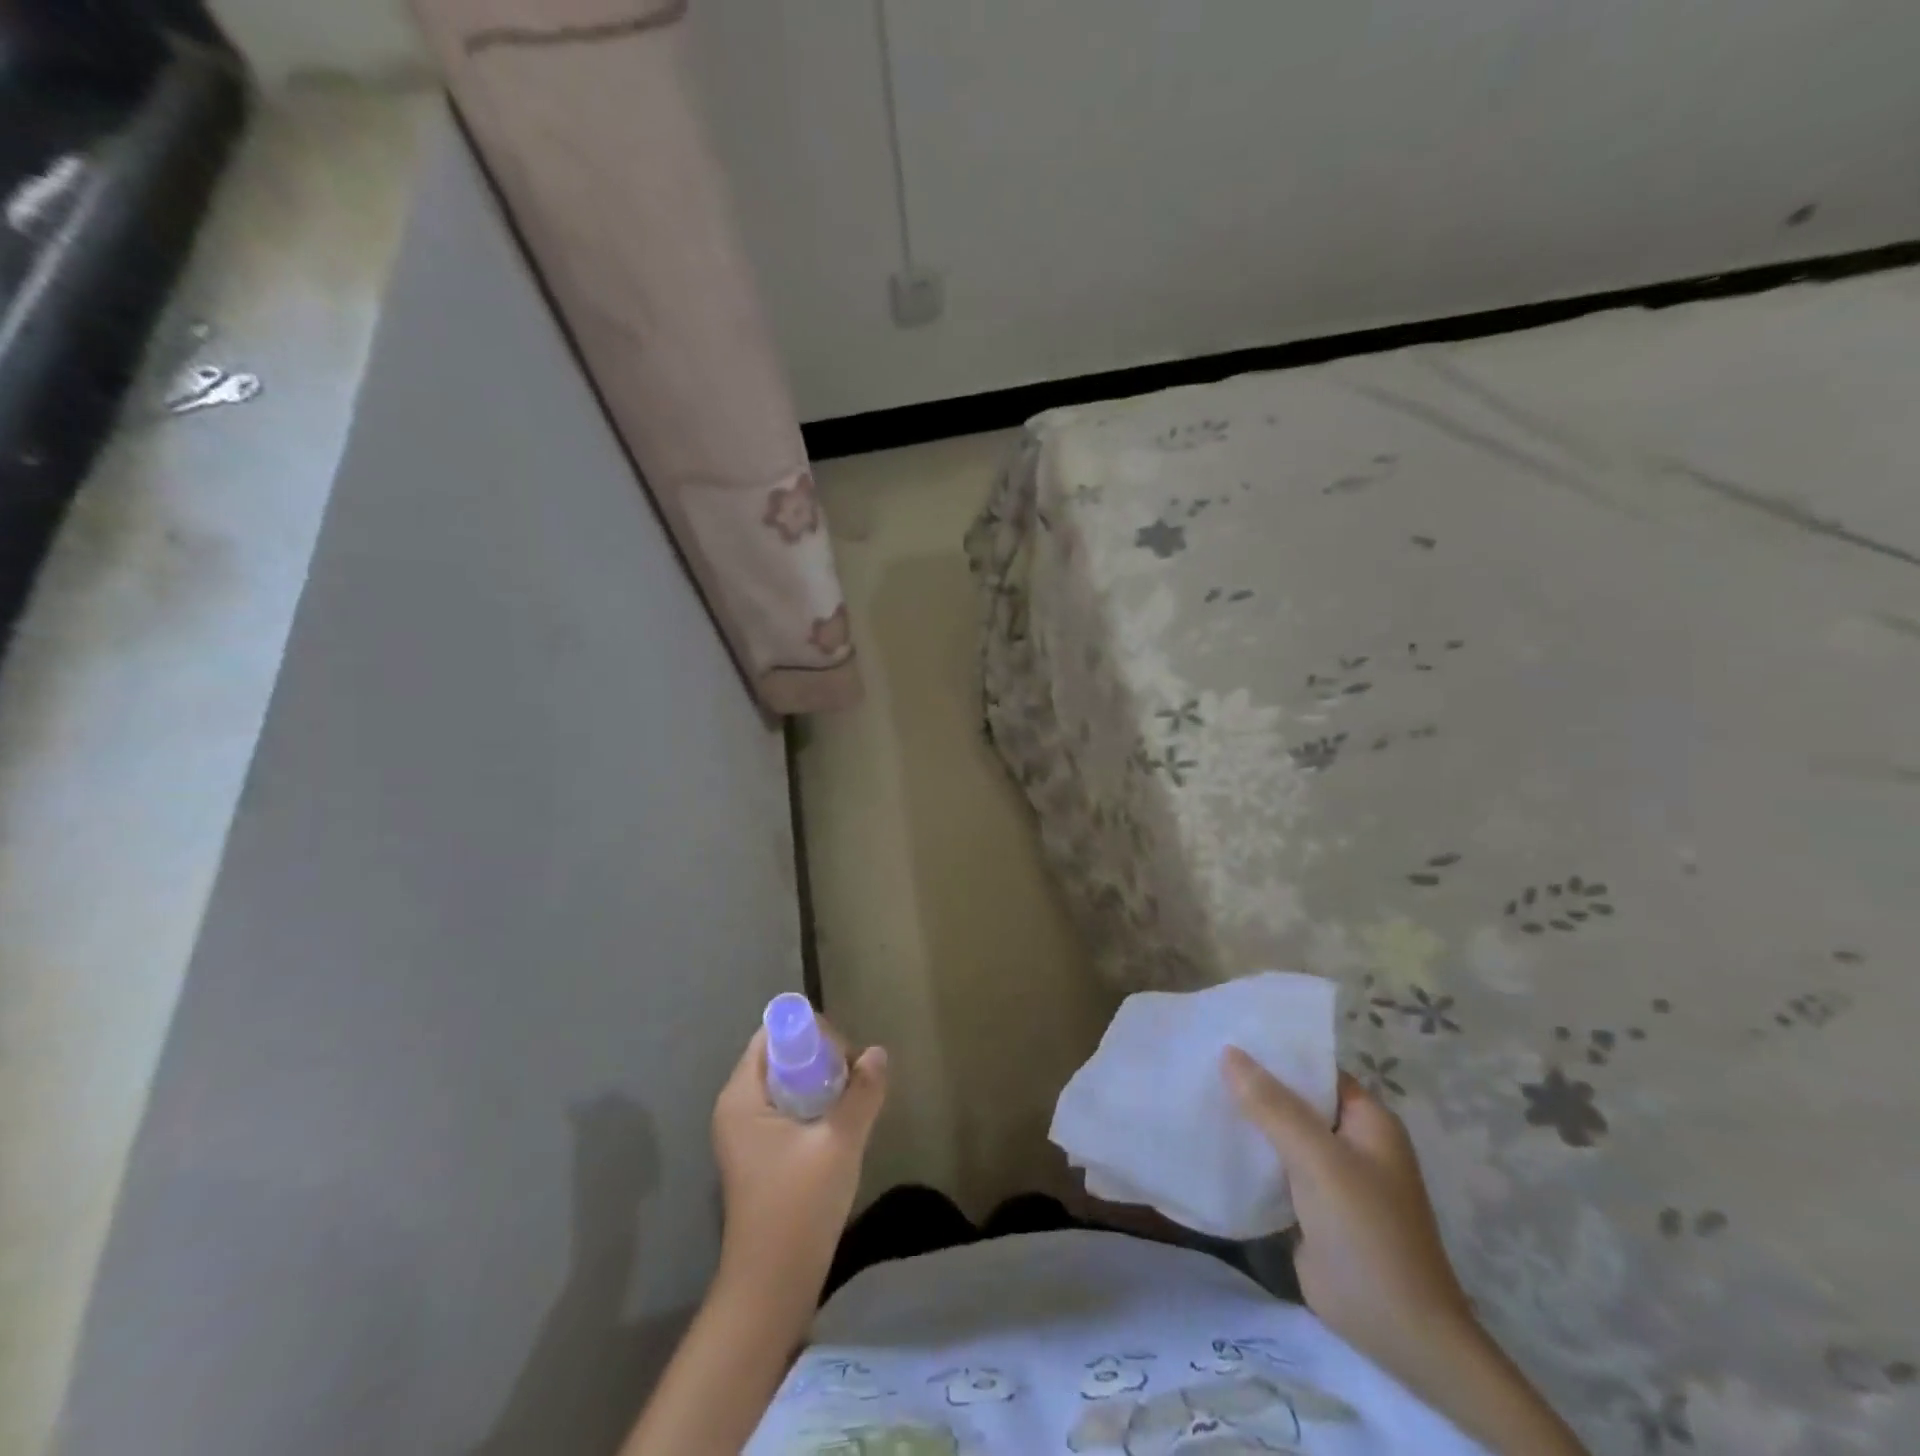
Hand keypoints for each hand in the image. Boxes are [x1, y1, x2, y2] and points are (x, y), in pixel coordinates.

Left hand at [713, 1024, 888, 1296]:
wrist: (772, 1287)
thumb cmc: (799, 1207)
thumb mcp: (840, 1142)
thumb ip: (862, 1092)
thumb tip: (878, 1053)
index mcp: (742, 1096)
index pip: (774, 1034)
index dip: (812, 1035)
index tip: (846, 1059)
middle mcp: (737, 1106)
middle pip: (782, 1055)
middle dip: (822, 1059)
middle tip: (855, 1083)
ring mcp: (746, 1132)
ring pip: (789, 1082)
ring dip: (823, 1085)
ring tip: (853, 1105)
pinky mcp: (760, 1153)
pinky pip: (789, 1107)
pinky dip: (816, 1107)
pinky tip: (841, 1128)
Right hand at [1223, 1049, 1473, 1376]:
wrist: (1397, 1332)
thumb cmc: (1368, 1232)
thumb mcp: (1319, 1159)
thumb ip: (1273, 1106)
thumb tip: (1228, 1052)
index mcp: (1367, 1120)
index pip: (1315, 1068)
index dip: (1275, 1050)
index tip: (1225, 1031)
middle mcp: (1350, 1141)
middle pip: (1295, 1099)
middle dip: (1252, 1083)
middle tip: (1199, 1058)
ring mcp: (1331, 1176)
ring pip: (1281, 1133)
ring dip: (1246, 1119)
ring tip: (1193, 1089)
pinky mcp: (1310, 1207)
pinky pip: (1274, 1167)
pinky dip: (1248, 1154)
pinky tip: (1208, 1139)